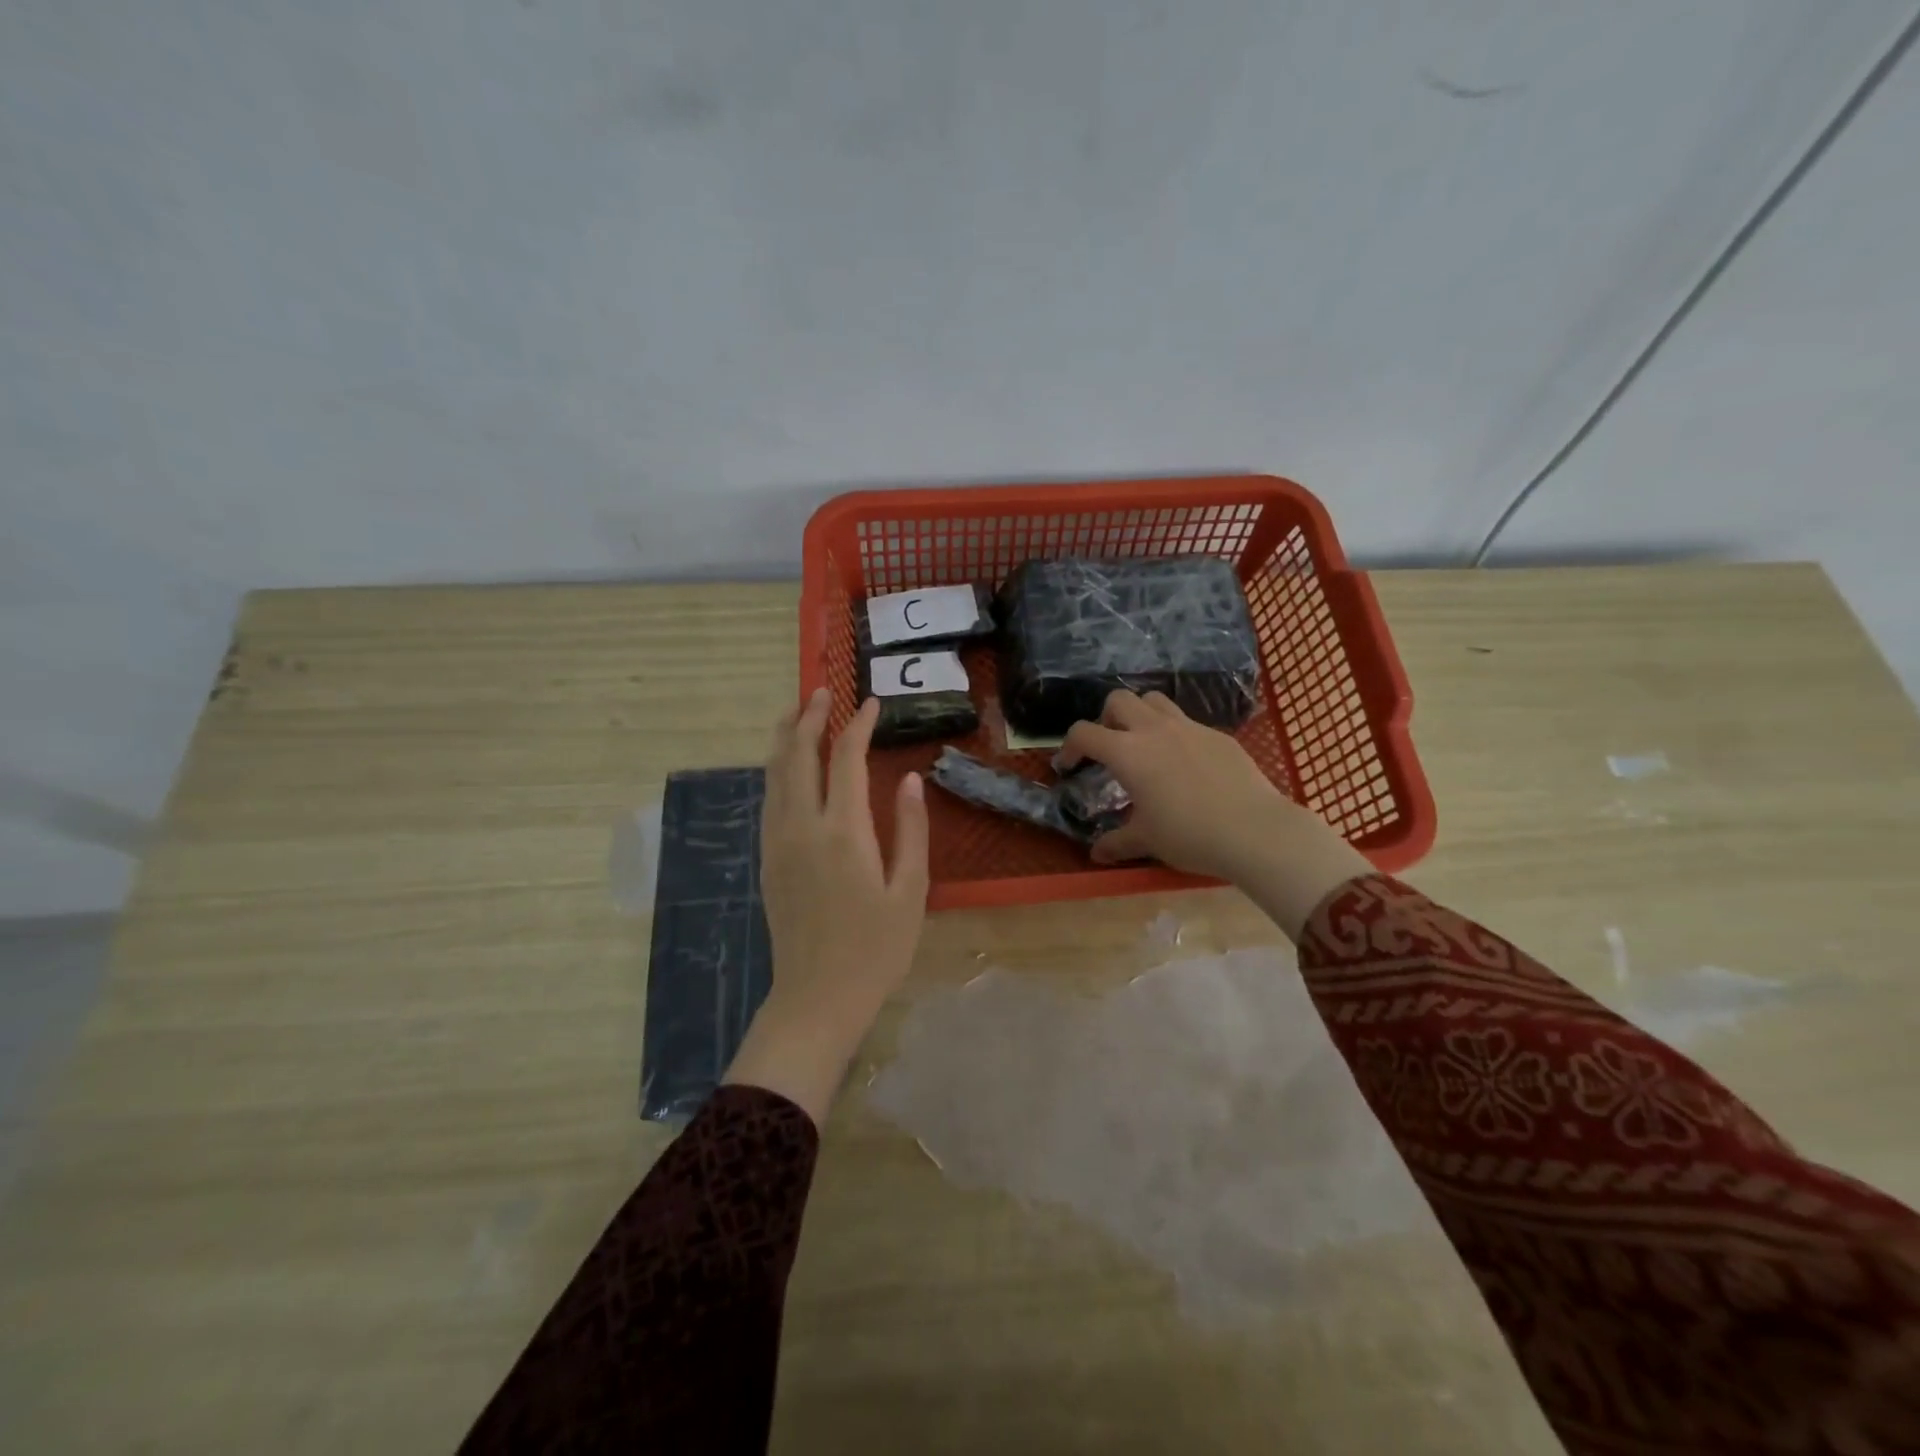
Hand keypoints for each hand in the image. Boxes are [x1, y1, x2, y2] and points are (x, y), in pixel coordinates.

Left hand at [724, 689, 928, 1121]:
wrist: (817, 997)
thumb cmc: (875, 949)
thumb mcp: (909, 891)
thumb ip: (911, 830)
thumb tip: (910, 779)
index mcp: (843, 831)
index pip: (846, 759)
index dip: (857, 725)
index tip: (871, 703)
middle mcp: (803, 826)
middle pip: (797, 755)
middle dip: (808, 717)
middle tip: (822, 691)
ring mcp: (778, 842)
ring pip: (774, 773)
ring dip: (784, 737)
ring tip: (796, 712)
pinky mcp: (767, 859)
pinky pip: (769, 798)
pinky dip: (776, 769)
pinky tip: (785, 765)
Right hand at [1057, 690, 1371, 939]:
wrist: (1255, 830)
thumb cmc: (1190, 835)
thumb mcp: (1147, 841)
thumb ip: (1117, 843)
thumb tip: (1096, 854)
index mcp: (1128, 752)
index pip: (1084, 733)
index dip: (1069, 747)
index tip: (1069, 766)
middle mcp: (1155, 730)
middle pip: (1118, 700)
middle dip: (1105, 718)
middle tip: (1109, 747)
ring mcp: (1190, 728)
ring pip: (1154, 700)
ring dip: (1140, 715)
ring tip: (1144, 745)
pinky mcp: (1218, 735)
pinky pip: (1187, 722)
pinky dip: (1175, 733)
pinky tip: (1185, 765)